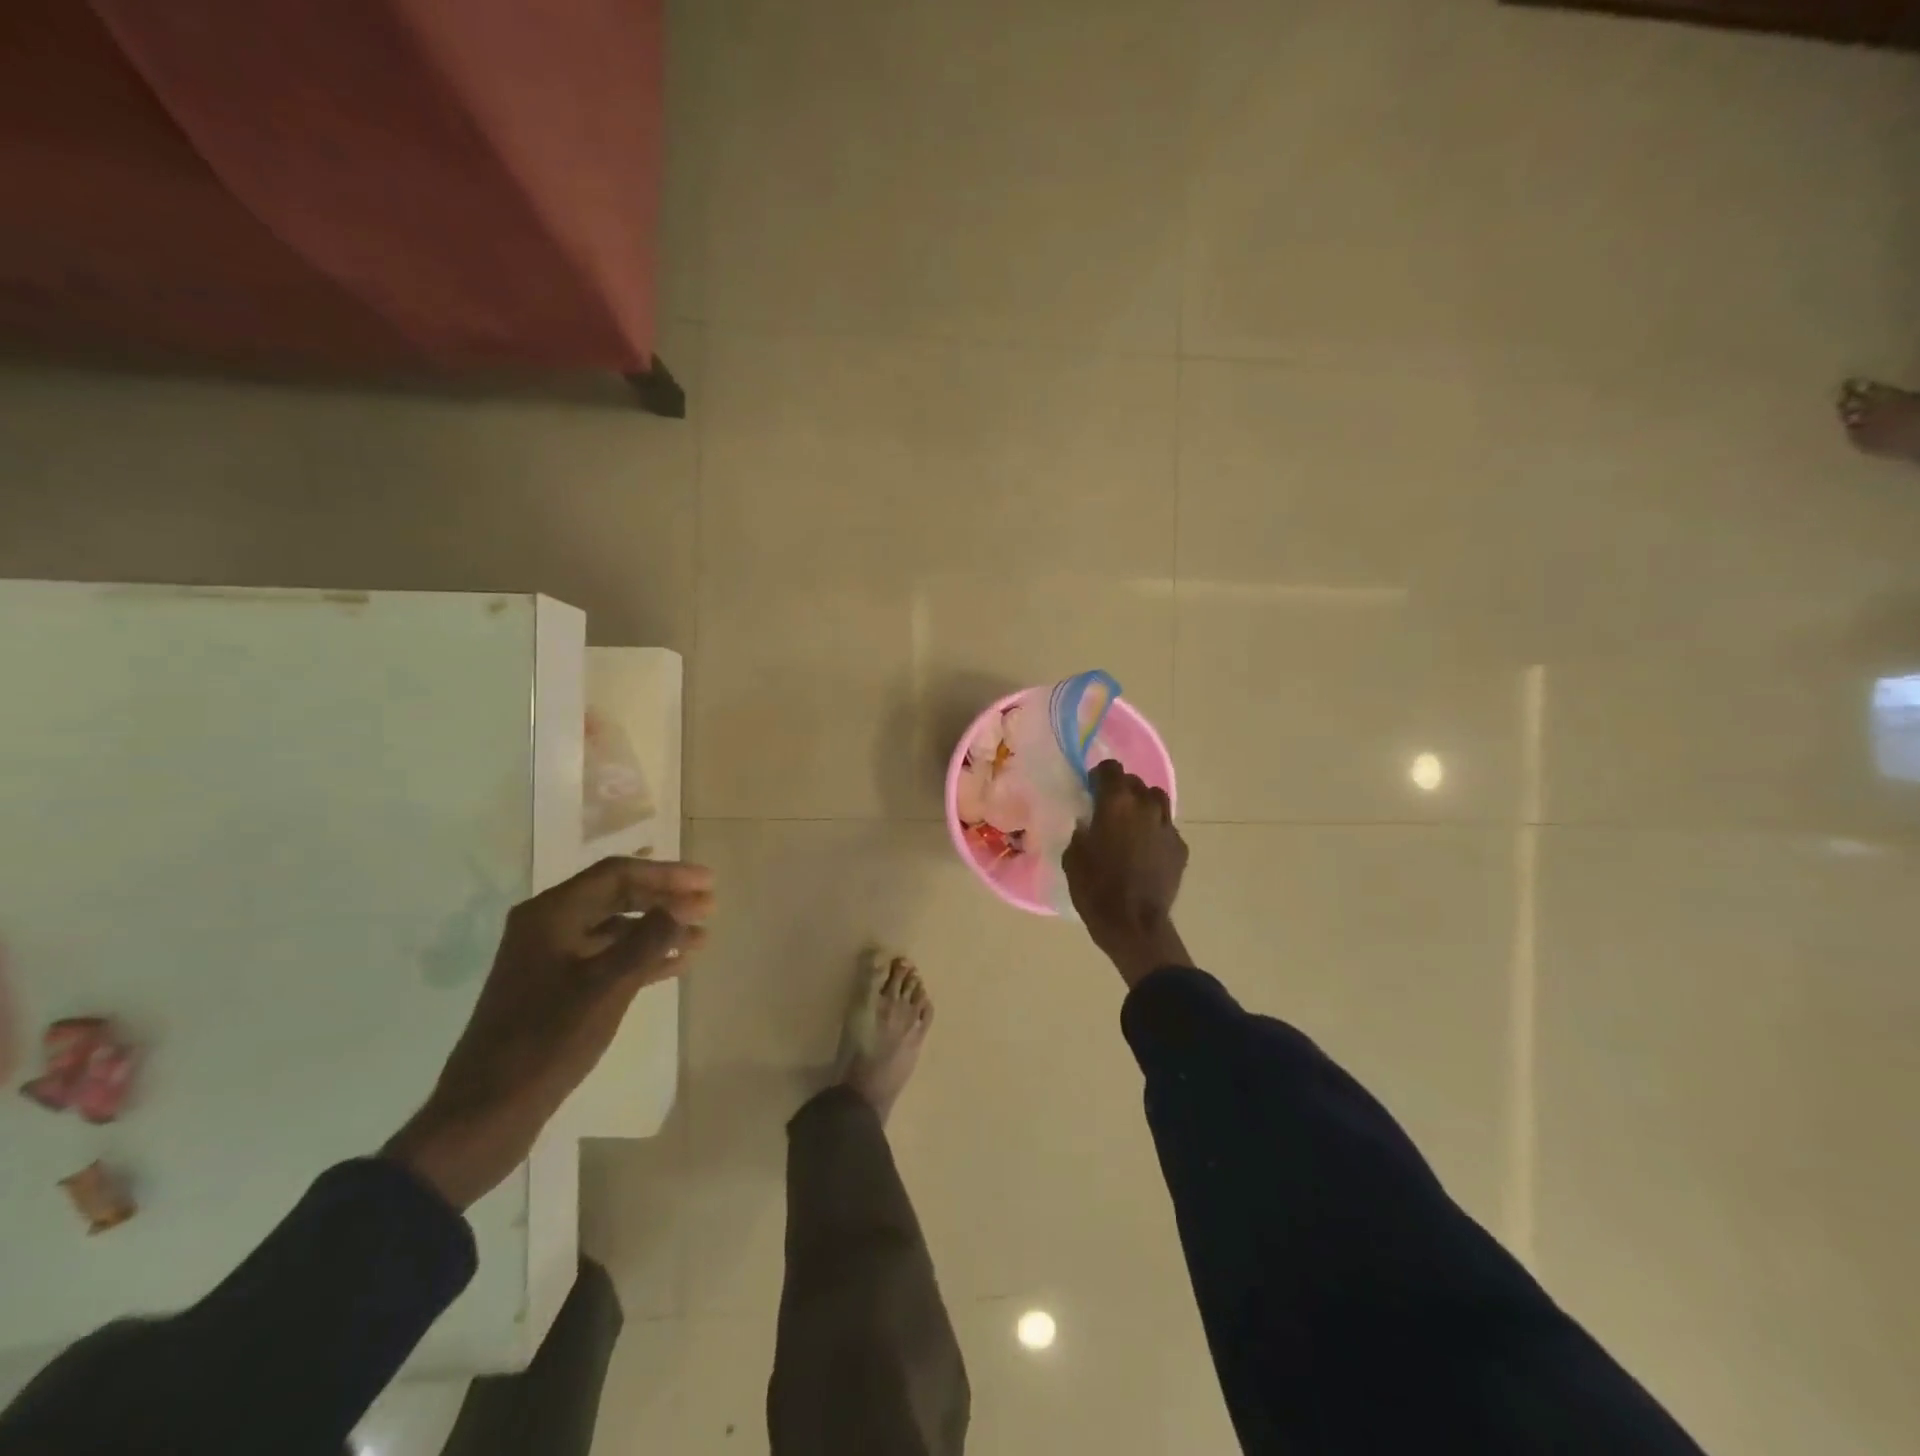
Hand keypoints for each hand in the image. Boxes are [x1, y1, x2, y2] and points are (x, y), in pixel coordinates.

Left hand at [387, 857, 714, 1208]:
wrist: (487, 1112)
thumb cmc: (548, 1040)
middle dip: (666, 899)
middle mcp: (548, 925)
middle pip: (617, 895)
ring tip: (702, 937)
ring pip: (616, 927)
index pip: (618, 874)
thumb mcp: (607, 986)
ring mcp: (551, 957)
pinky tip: (676, 964)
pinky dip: (642, 955)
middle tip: (710, 905)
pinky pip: (608, 956)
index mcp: (551, 914)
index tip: (708, 883)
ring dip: (659, 928)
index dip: (667, 874)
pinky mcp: (557, 987)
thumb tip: (685, 905)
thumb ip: (650, 939)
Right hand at [1062, 760, 1190, 988]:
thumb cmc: (1095, 889)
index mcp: (1116, 803)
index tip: (1091, 789)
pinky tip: (1145, 851)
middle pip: (1135, 782)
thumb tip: (1089, 822)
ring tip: (1131, 824)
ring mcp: (1167, 826)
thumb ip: (1082, 830)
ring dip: (1142, 805)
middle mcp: (1145, 806)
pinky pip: (1166, 827)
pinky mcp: (1180, 847)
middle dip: (1121, 790)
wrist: (1133, 924)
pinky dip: (1155, 831)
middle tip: (1109, 810)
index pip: (1110, 768)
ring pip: (1157, 800)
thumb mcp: (1073, 856)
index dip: (1099, 776)